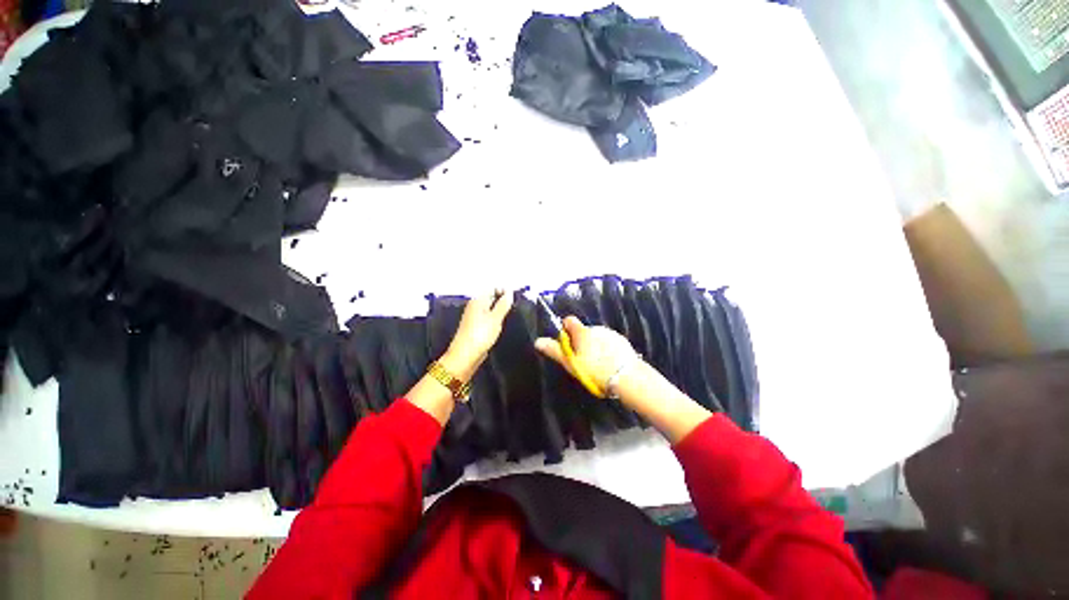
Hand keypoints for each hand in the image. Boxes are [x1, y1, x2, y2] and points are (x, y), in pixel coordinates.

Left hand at [440, 290, 513, 378]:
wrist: (465, 356)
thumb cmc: (480, 335)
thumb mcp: (495, 318)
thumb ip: (503, 304)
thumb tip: (510, 292)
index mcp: (478, 300)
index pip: (493, 288)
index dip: (504, 290)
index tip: (515, 299)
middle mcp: (475, 306)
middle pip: (492, 297)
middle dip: (503, 300)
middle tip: (515, 308)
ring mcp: (475, 316)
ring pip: (491, 308)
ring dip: (501, 311)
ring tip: (510, 316)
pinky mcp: (477, 327)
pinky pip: (489, 318)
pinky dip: (496, 319)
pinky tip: (502, 325)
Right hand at [534, 316, 636, 390]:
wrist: (627, 377)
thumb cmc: (595, 370)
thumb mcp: (571, 363)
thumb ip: (555, 351)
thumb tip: (538, 341)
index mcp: (582, 332)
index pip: (569, 320)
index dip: (565, 330)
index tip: (566, 344)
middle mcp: (596, 328)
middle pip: (583, 331)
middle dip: (580, 342)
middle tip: (582, 361)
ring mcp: (611, 334)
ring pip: (597, 337)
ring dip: (594, 346)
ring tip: (597, 366)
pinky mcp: (622, 341)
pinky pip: (609, 342)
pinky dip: (607, 349)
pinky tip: (609, 364)